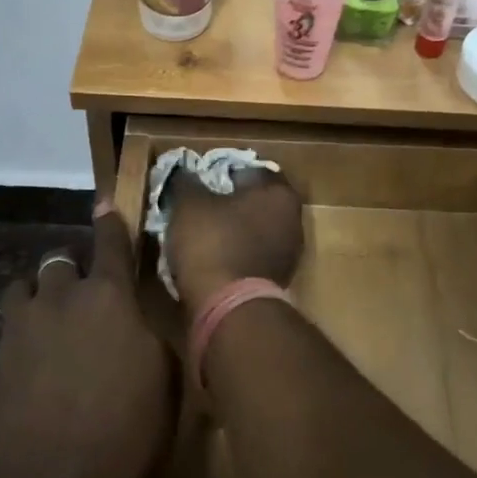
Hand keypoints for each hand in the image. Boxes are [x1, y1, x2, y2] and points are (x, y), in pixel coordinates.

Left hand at [0, 204, 175, 477]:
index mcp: (109, 296)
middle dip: (72, 273)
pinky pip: (7, 332)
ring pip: (24, 289)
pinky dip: (20, 338)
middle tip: (84, 300)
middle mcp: (61, 298)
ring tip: (48, 325)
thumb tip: (138, 315)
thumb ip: (149, 331)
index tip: (104, 203)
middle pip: (60, 262)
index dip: (109, 220)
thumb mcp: (164, 377)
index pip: (110, 242)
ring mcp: (20, 328)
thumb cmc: (128, 431)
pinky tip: (29, 371)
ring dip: (38, 298)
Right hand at [162, 169, 304, 317]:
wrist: (228, 308)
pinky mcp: (279, 280)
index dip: (223, 172)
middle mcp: (293, 219)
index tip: (201, 180)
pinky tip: (213, 258)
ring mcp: (289, 253)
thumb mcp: (189, 203)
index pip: (251, 170)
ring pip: (255, 230)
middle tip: (200, 205)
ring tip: (202, 233)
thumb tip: (184, 170)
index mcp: (279, 193)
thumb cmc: (213, 242)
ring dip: (233, 229)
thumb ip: (187, 180)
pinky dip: (236, 253)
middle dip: (230, 201)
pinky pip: (253, 255)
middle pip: (255, 201)